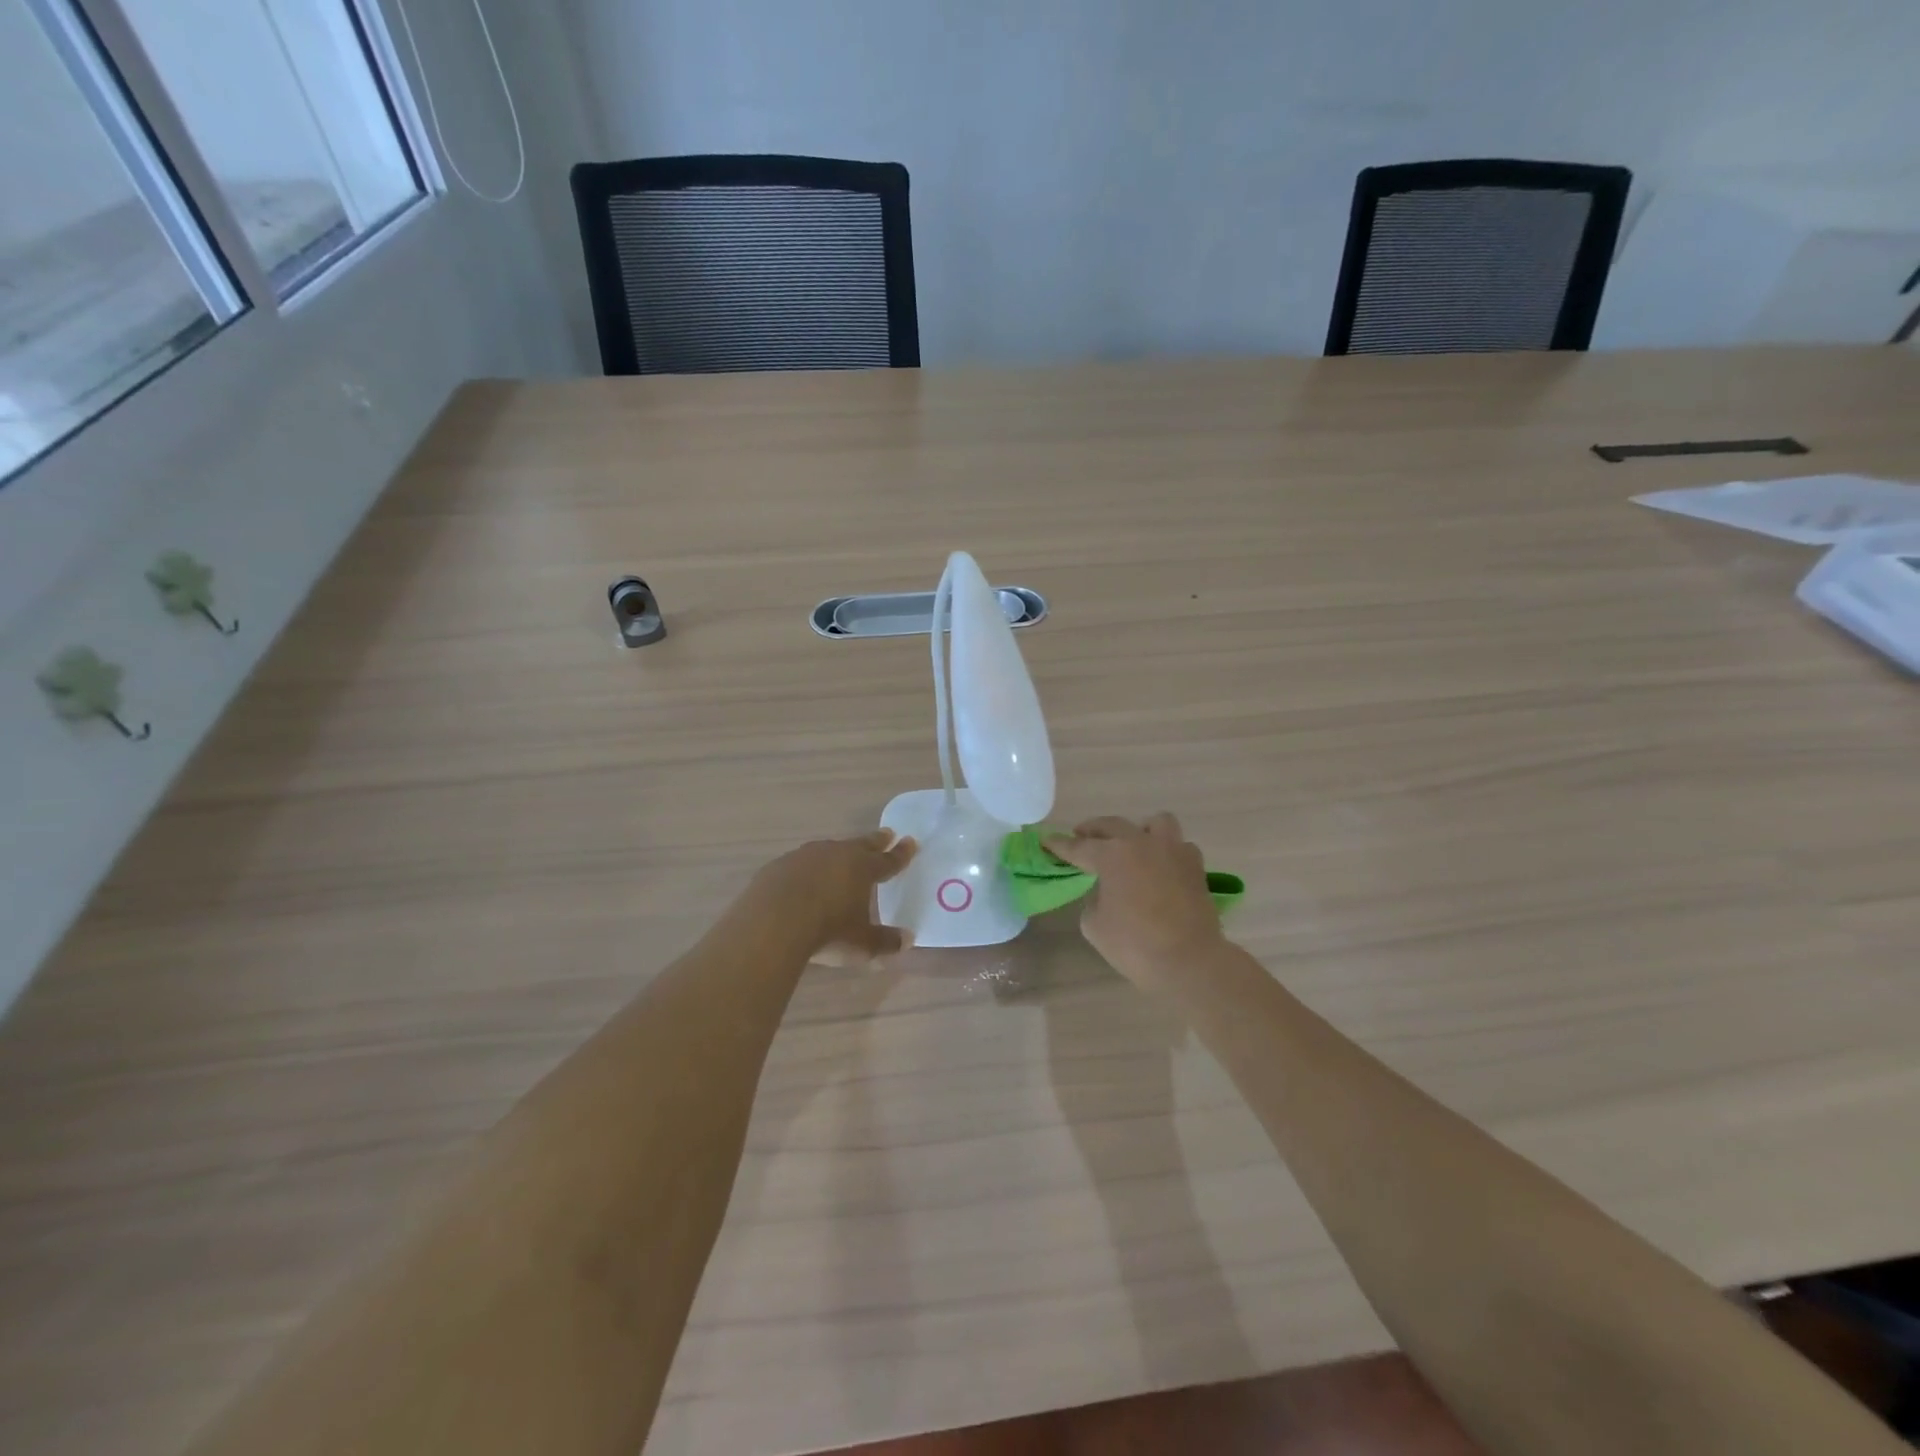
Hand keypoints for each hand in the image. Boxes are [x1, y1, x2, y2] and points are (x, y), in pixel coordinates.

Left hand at [751, 830, 917, 961]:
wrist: (773, 922)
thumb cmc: (827, 931)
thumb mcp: (862, 944)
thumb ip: (885, 941)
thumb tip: (907, 940)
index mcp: (863, 868)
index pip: (888, 860)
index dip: (901, 853)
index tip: (911, 842)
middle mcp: (837, 854)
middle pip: (861, 844)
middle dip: (876, 840)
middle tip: (887, 833)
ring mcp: (806, 856)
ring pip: (830, 849)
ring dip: (840, 852)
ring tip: (843, 855)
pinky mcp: (780, 865)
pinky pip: (801, 862)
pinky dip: (809, 867)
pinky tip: (804, 877)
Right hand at [1045, 814, 1224, 990]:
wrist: (1189, 961)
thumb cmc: (1134, 945)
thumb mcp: (1094, 924)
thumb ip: (1093, 899)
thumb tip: (1105, 891)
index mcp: (1111, 855)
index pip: (1078, 846)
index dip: (1059, 845)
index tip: (1046, 840)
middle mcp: (1141, 843)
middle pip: (1112, 825)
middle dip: (1092, 830)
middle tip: (1081, 838)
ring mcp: (1172, 851)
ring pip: (1155, 822)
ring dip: (1139, 830)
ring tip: (1132, 846)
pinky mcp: (1195, 866)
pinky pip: (1179, 846)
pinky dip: (1167, 852)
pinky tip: (1161, 868)